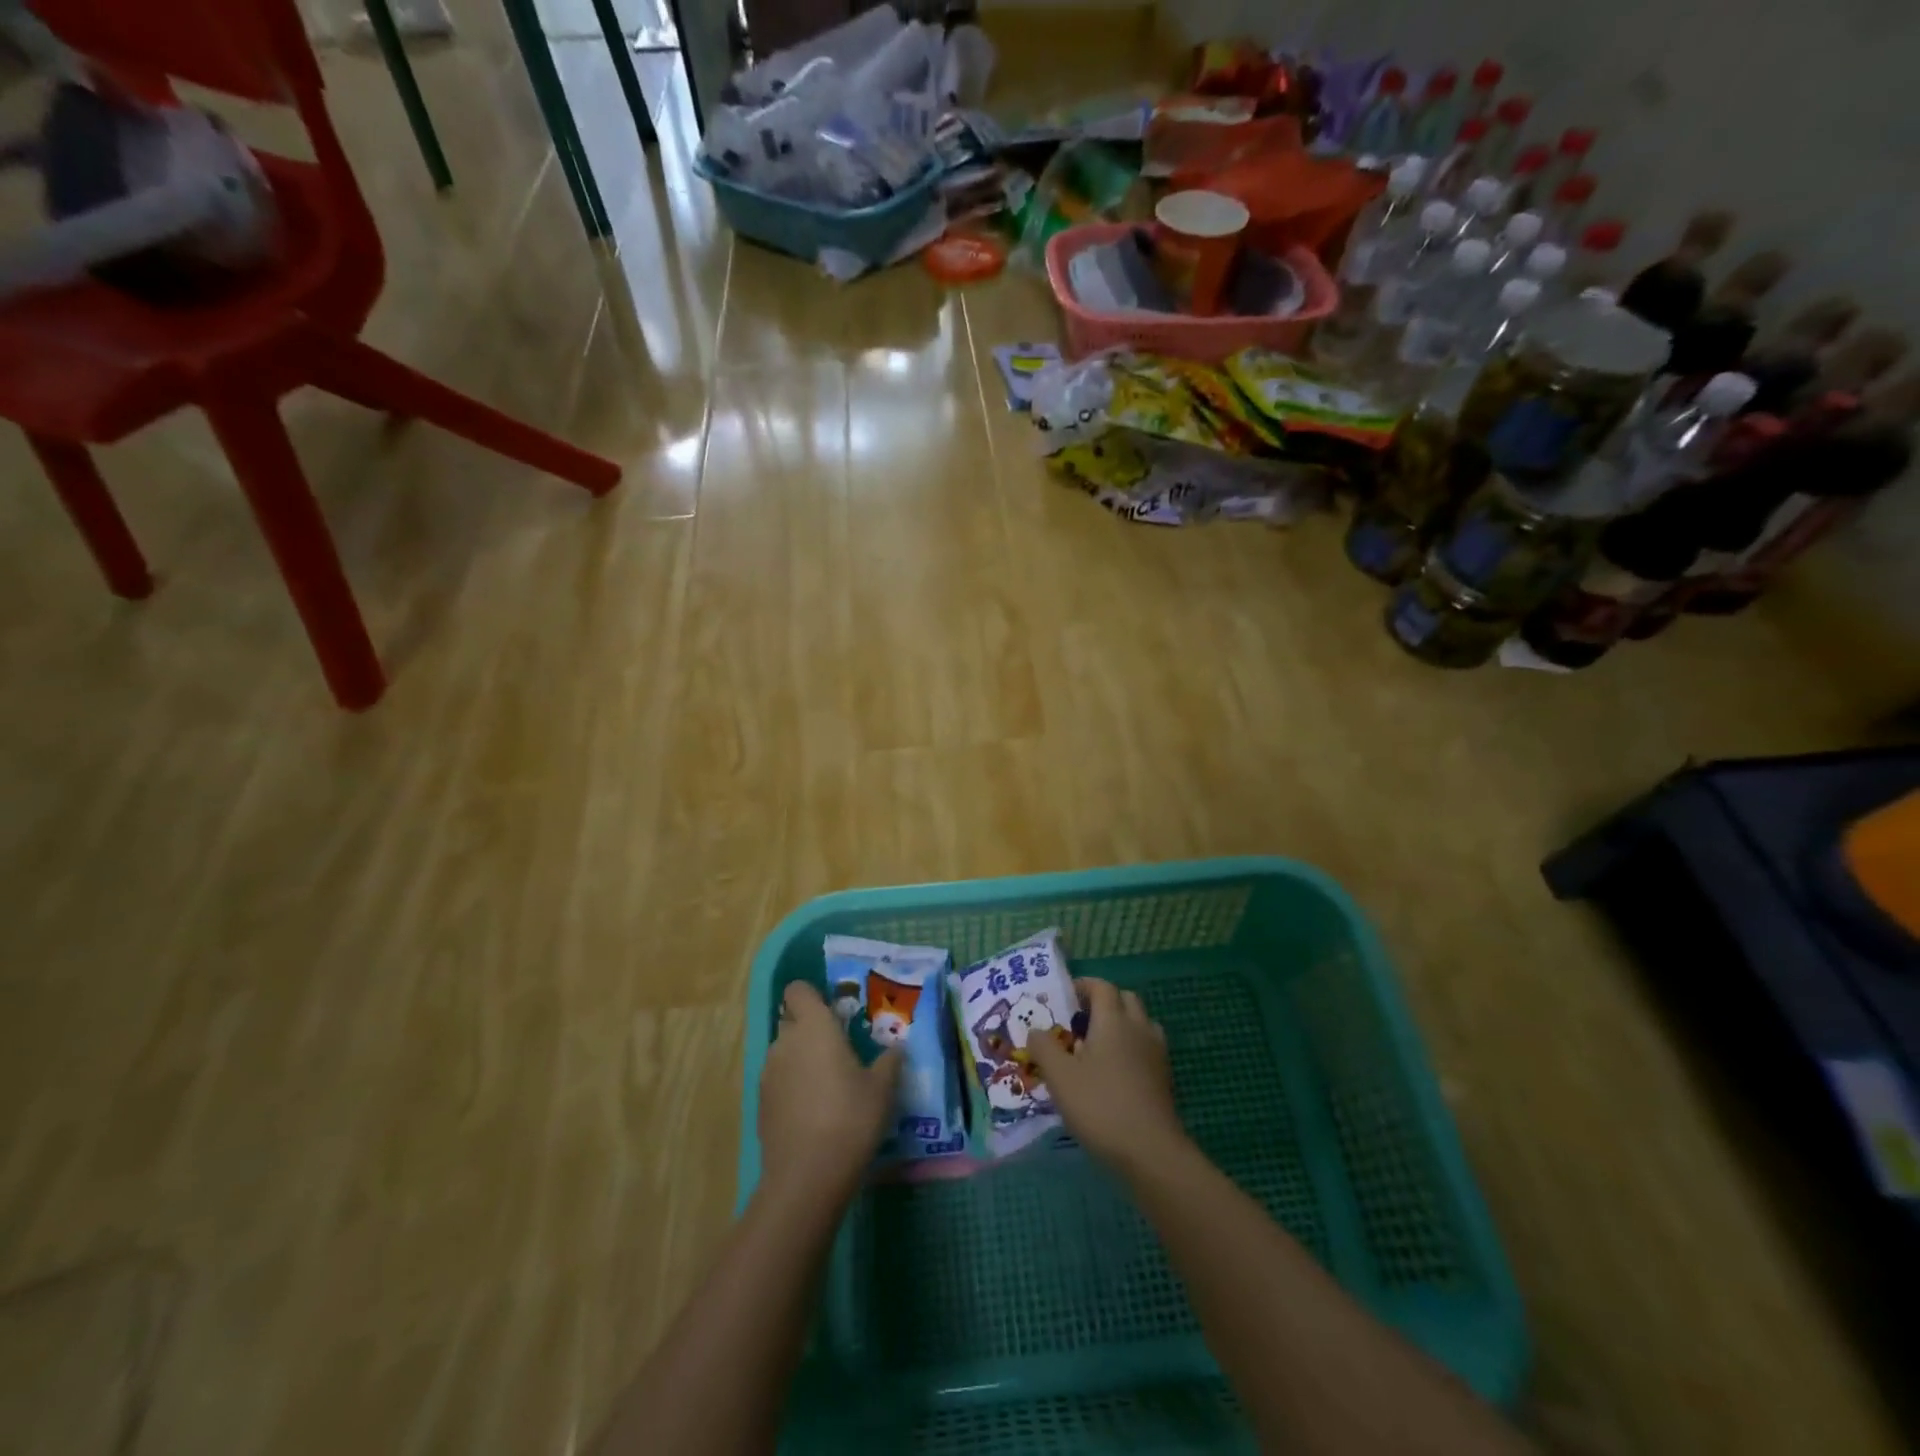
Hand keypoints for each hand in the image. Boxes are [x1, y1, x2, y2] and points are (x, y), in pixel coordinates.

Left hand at [759, 982, 899, 1202]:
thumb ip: (889, 1061)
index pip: (798, 990)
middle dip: (811, 1029)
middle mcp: (785, 1041)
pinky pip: (779, 1080)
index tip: (835, 1011)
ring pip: (785, 1051)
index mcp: (814, 1026)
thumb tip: (896, 1048)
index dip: (813, 995)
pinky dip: (793, 1086)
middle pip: (792, 1020)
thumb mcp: (882, 1088)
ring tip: (829, 1085)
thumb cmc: (850, 1118)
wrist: (806, 1177)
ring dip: (802, 1058)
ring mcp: (768, 1073)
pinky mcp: (761, 1103)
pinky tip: (814, 1112)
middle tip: (840, 1049)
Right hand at [1026, 978, 1187, 1175]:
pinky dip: (1131, 1049)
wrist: (1150, 1151)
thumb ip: (1043, 1047)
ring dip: (1121, 1025)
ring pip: (1140, 1024)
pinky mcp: (1164, 1078)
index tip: (1064, 997)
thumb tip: (1036, 1031)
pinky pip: (1146, 1049)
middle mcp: (1138, 1028)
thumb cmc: (1100, 1105)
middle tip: (1079, 1021)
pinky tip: (1114, 1074)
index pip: (1102, 987)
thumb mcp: (1059, 1076)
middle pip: (1125, 999)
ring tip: (1096, 1047)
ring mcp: (1156, 1054)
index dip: (1083, 986)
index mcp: (1114, 1020)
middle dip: (1103, 1003)